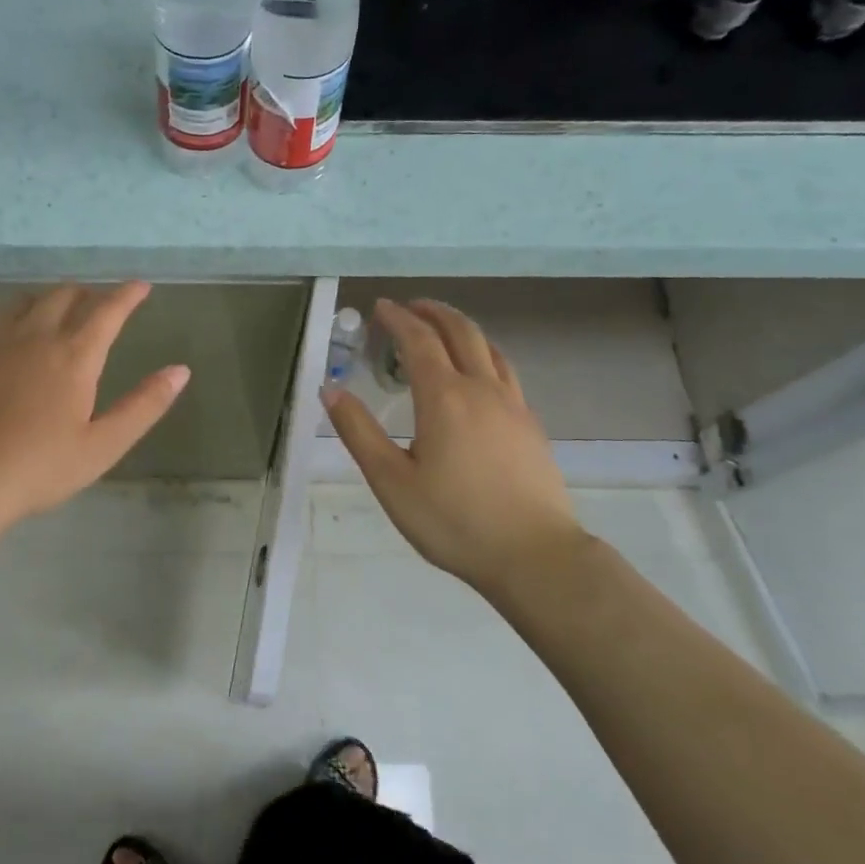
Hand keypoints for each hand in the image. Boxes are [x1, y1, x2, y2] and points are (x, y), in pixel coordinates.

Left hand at [0, 283, 188, 543]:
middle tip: (97, 307)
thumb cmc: (39, 467)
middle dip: (88, 295)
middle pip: (65, 295)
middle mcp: (35, 334)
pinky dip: (8, 319)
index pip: (108, 310)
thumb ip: (144, 405)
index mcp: (74, 355)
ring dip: (48, 302)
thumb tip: (180, 370)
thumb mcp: (103, 445)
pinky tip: (5, 336)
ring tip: (54, 317)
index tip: (140, 286)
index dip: (128, 294)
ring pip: (26, 301)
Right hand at [323, 299, 589, 597]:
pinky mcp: (530, 425)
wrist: (534, 556)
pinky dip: (484, 354)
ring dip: (461, 328)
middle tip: (410, 307)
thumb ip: (359, 432)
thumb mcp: (391, 481)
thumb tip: (330, 391)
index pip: (418, 341)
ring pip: (488, 348)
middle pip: (460, 332)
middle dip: (432, 312)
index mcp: (444, 398)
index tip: (380, 307)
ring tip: (442, 329)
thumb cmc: (454, 520)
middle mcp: (481, 389)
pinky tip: (478, 374)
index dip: (398, 319)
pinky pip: (505, 371)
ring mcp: (513, 405)